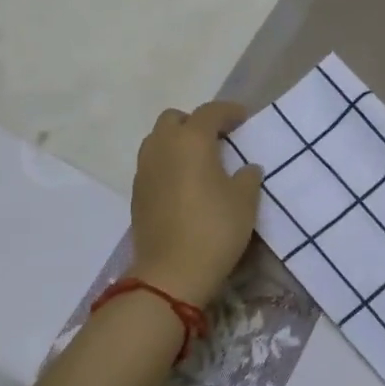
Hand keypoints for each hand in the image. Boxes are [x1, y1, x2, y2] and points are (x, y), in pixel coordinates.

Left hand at [129, 101, 263, 308]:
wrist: (171, 273)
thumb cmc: (214, 229)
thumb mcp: (245, 201)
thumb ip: (248, 177)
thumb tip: (246, 168)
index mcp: (191, 140)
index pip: (210, 112)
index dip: (229, 111)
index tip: (244, 118)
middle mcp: (163, 146)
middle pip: (175, 119)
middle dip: (195, 122)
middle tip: (217, 139)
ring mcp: (145, 169)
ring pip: (158, 140)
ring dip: (177, 142)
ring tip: (199, 161)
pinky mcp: (136, 193)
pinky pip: (152, 164)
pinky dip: (168, 164)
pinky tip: (184, 184)